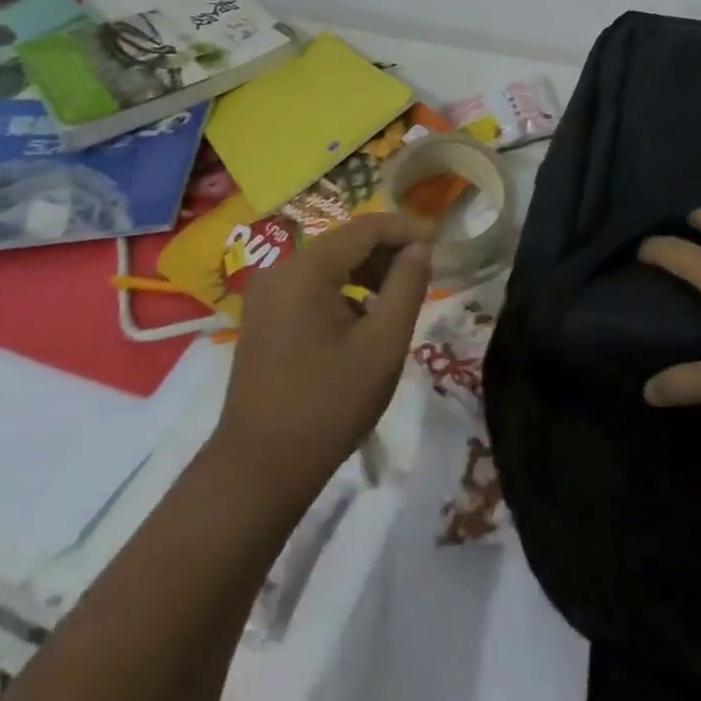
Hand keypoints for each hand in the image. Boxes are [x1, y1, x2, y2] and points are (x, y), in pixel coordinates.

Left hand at [211, 212, 434, 514]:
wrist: (258, 472)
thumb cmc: (328, 406)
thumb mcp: (383, 345)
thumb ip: (407, 286)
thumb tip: (421, 247)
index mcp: (306, 270)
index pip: (366, 228)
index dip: (407, 229)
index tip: (442, 242)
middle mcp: (280, 270)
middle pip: (345, 242)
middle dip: (388, 251)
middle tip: (425, 273)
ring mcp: (267, 294)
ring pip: (330, 263)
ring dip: (369, 272)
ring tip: (401, 298)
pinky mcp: (264, 317)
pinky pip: (312, 286)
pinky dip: (345, 291)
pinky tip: (366, 320)